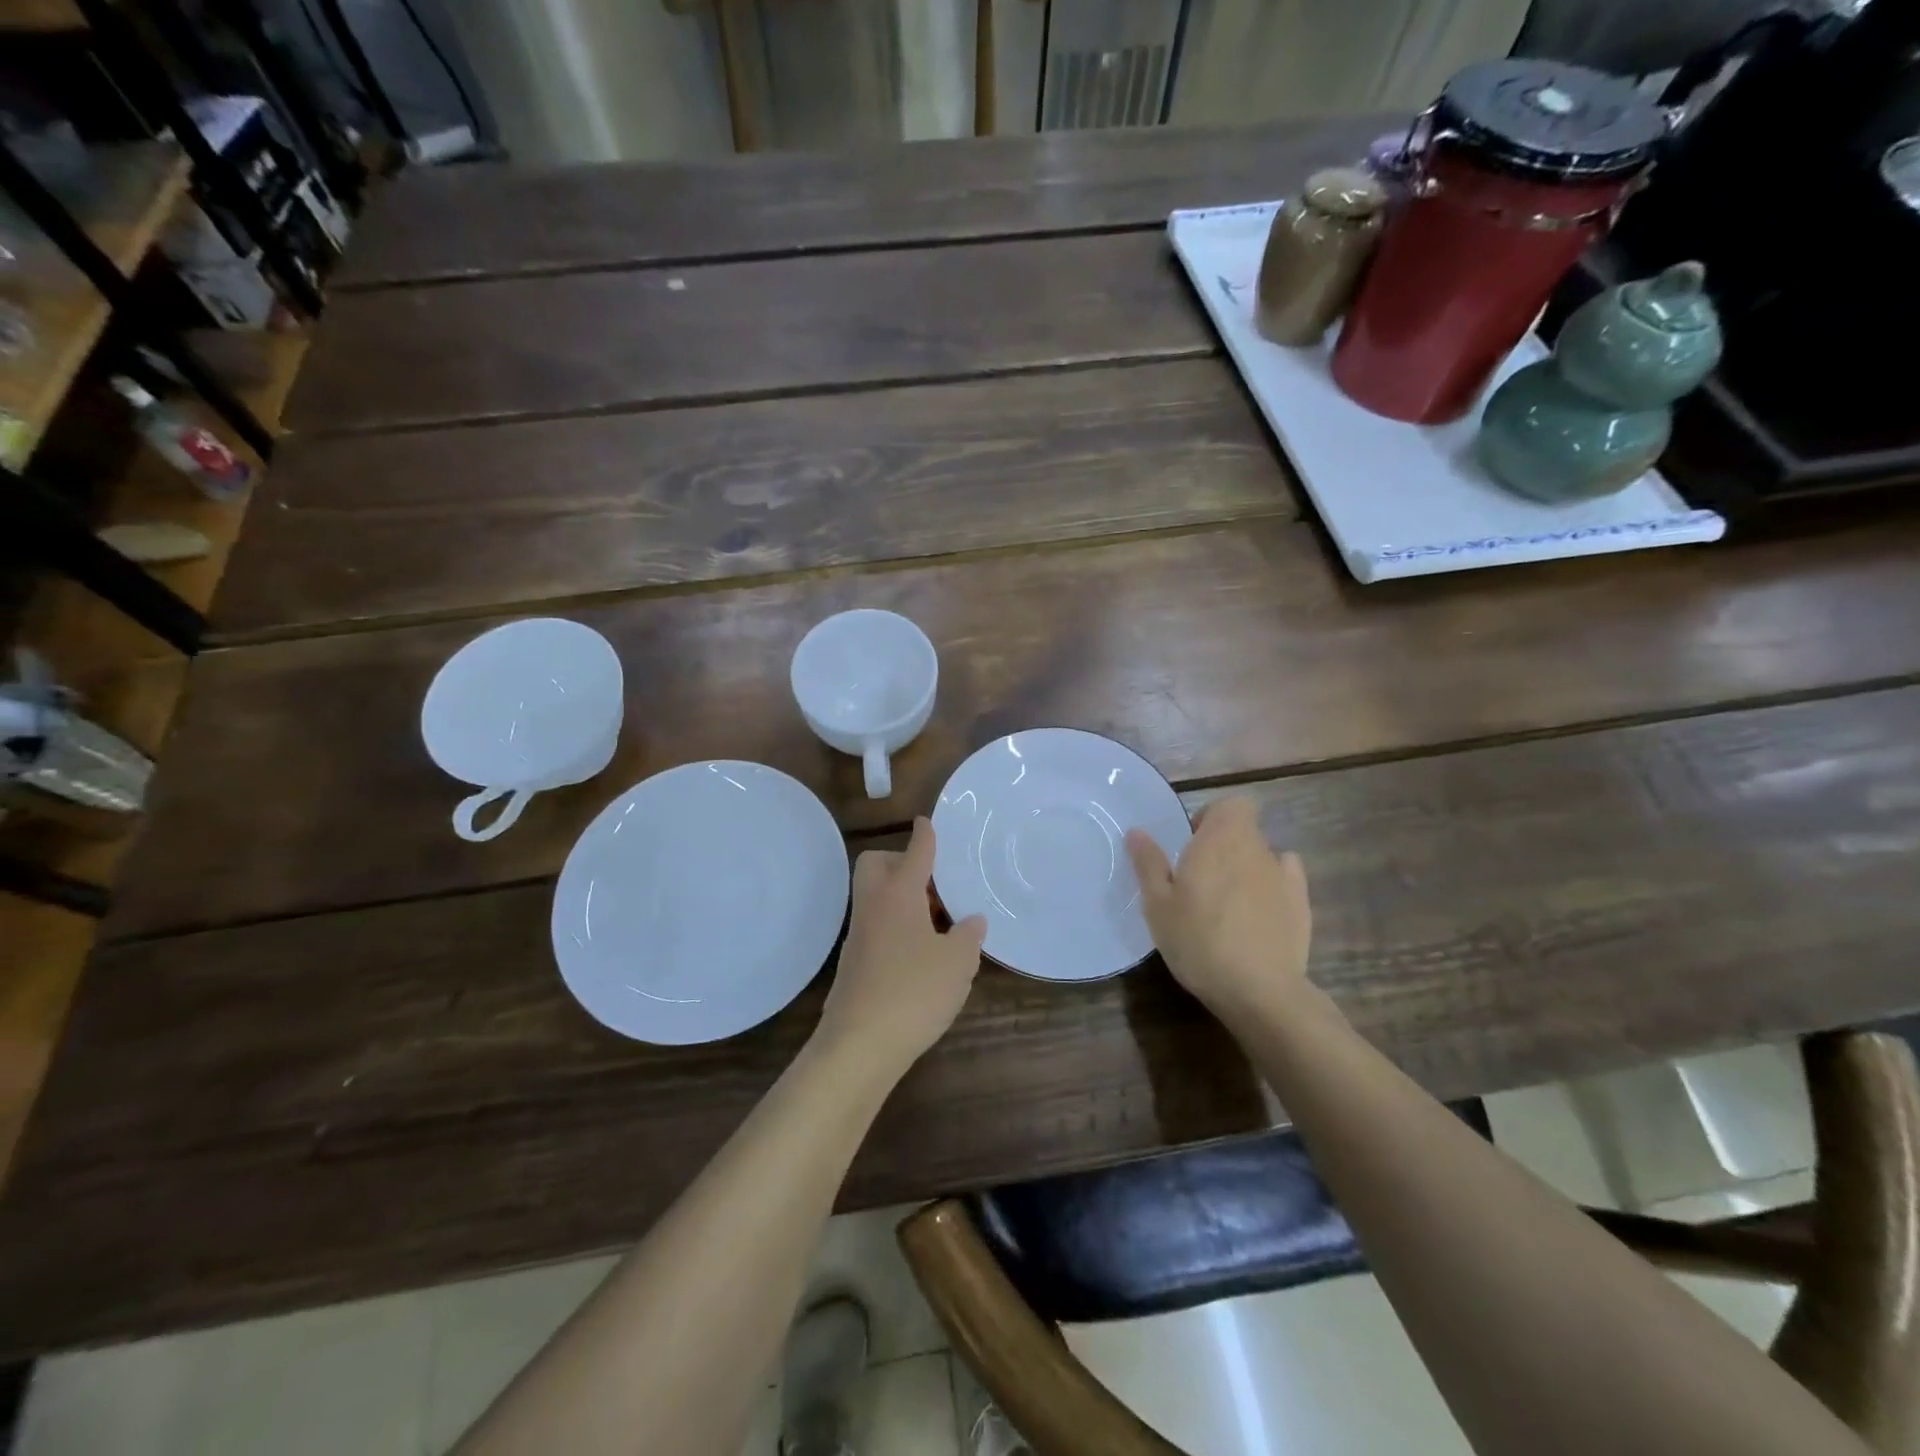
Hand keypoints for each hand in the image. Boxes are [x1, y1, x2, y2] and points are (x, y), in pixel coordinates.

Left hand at [815, 817, 986, 1074]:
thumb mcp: (957, 963)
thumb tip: (971, 921)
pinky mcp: (855, 963)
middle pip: (877, 865)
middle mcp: (873, 907)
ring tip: (938, 924)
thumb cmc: (913, 992)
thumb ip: (968, 936)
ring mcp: (859, 935)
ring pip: (877, 897)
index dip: (924, 835)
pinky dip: (897, 927)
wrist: (859, 1045)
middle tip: (934, 885)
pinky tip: (921, 955)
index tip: (926, 822)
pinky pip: (877, 926)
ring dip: (903, 898)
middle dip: (901, 862)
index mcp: (898, 895)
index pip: (914, 853)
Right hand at [1126, 797, 1311, 1020]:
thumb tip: (1137, 831)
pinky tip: (1258, 913)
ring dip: (1245, 869)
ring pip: (1262, 857)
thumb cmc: (1198, 941)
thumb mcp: (1158, 905)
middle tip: (1199, 881)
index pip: (1230, 805)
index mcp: (1220, 840)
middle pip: (1243, 831)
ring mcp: (1284, 876)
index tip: (1192, 844)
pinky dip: (1272, 886)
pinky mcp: (1302, 905)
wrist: (1259, 990)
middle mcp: (1256, 848)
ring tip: (1227, 904)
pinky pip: (1286, 880)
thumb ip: (1149, 863)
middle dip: (1224, 847)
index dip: (1212, 817)